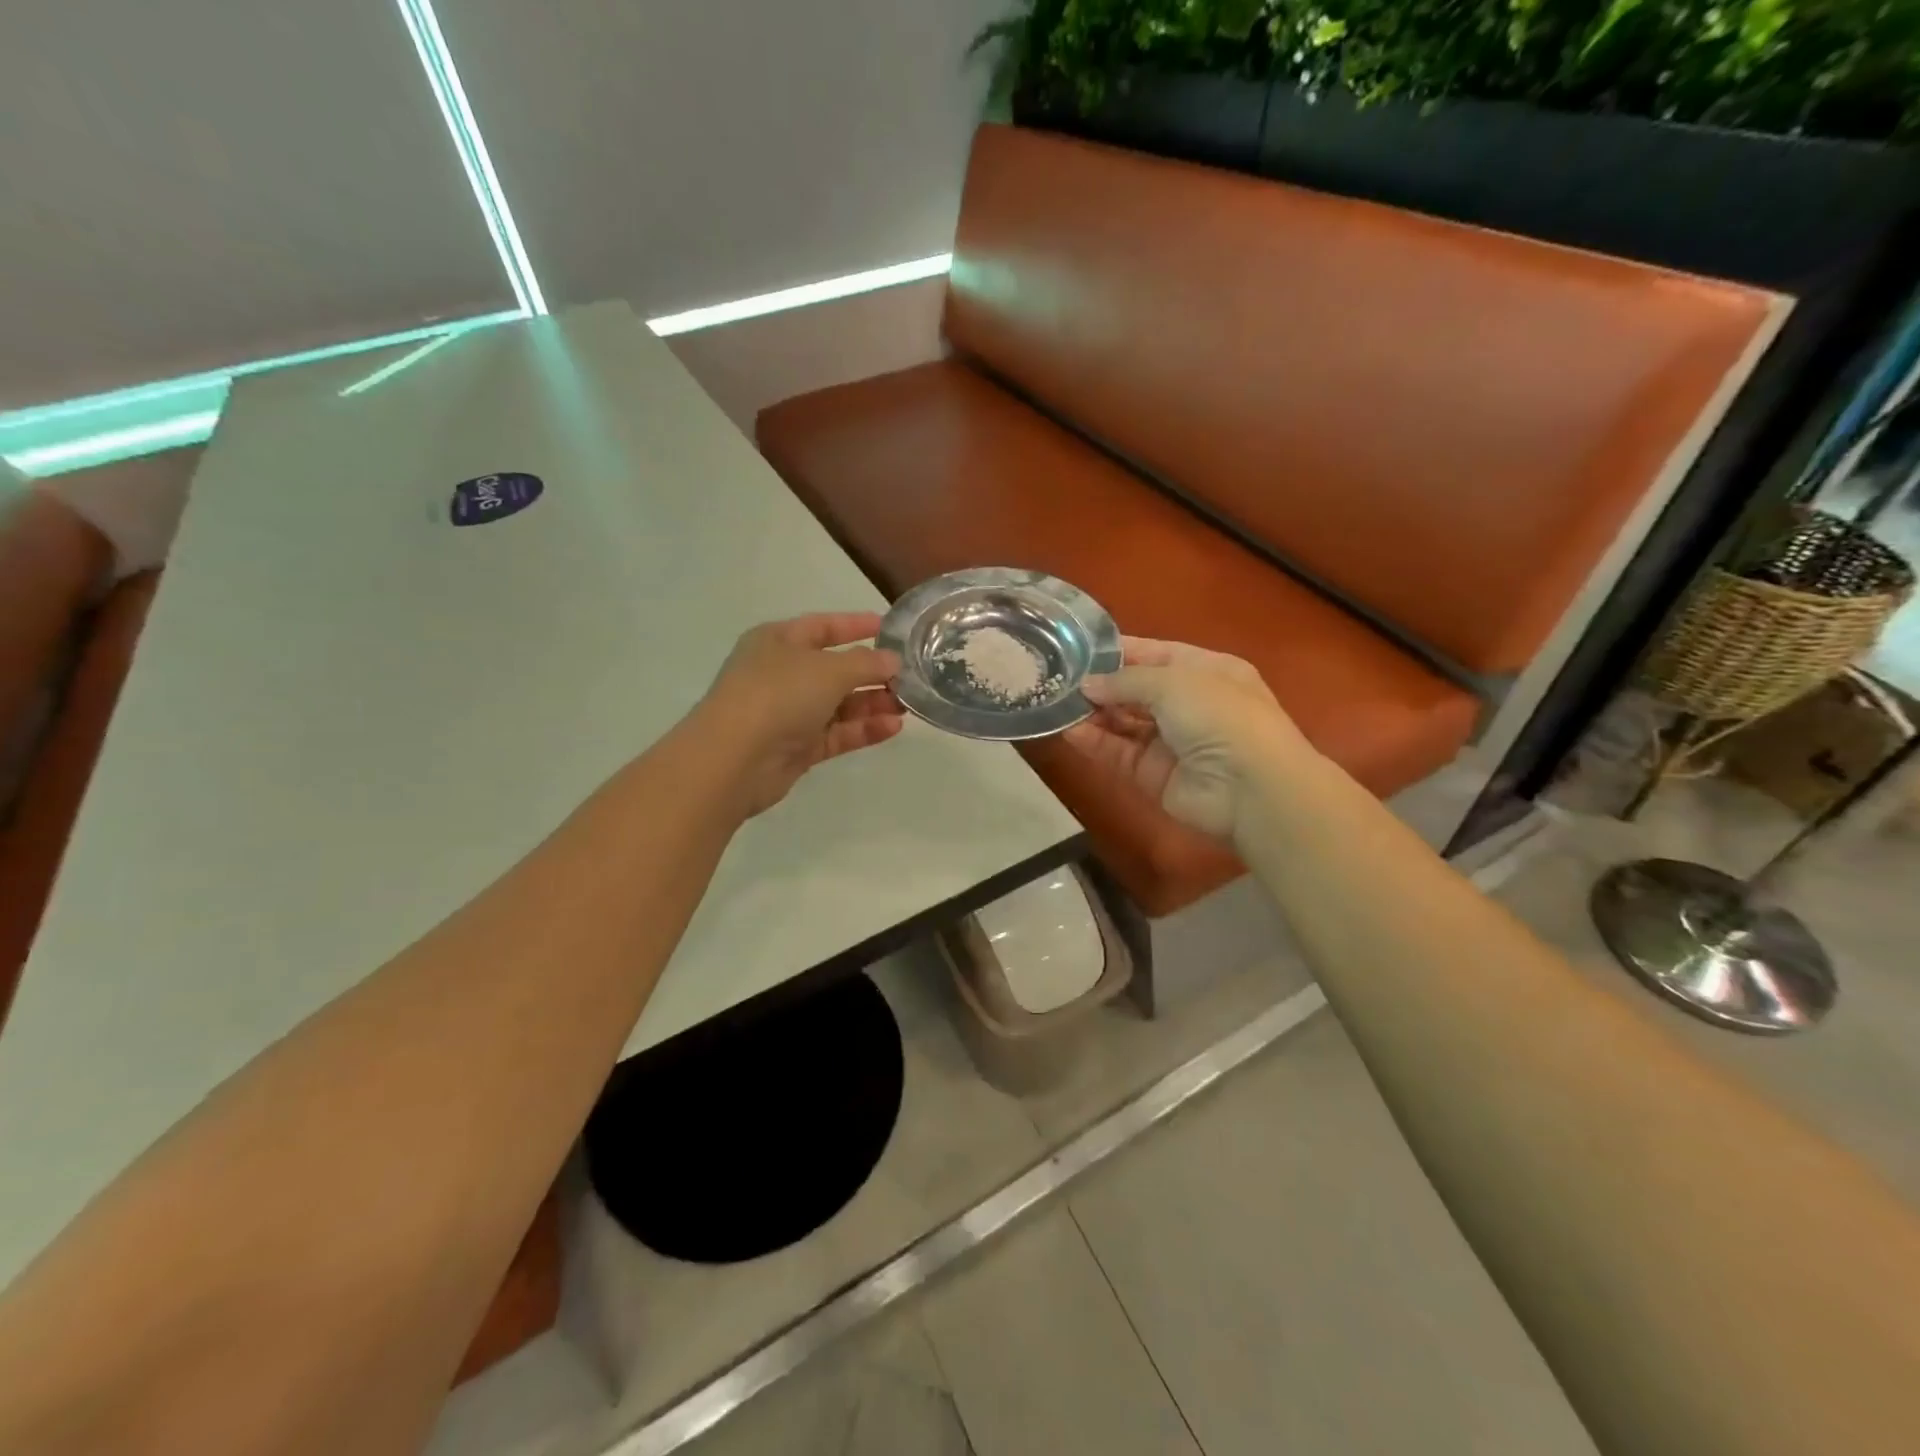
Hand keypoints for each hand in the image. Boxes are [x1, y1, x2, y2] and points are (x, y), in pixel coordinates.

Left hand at [696, 613, 903, 815]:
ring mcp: (788, 712)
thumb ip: (866, 663)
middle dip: (872, 672)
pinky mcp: (796, 747)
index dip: (856, 625)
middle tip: (909, 676)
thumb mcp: (828, 669)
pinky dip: (863, 729)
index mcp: (778, 641)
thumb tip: (892, 660)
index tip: (890, 627)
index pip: (823, 626)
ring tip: (908, 705)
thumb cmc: (778, 695)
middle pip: (834, 668)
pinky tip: (893, 727)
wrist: (734, 759)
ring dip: (872, 703)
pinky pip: (836, 733)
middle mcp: (782, 673)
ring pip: (838, 704)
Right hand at [1061, 637, 1301, 839]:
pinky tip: (1068, 731)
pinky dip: (1096, 742)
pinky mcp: (1155, 774)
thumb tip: (1087, 685)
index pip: (1155, 654)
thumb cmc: (1219, 716)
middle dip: (1100, 684)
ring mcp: (1172, 741)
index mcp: (1206, 670)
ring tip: (1056, 703)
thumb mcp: (1173, 682)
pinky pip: (1120, 753)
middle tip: (1057, 678)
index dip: (1118, 651)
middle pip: (1136, 689)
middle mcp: (1189, 703)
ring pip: (1124, 722)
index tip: (1077, 648)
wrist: (1250, 789)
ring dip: (1093, 713)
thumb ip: (1125, 680)